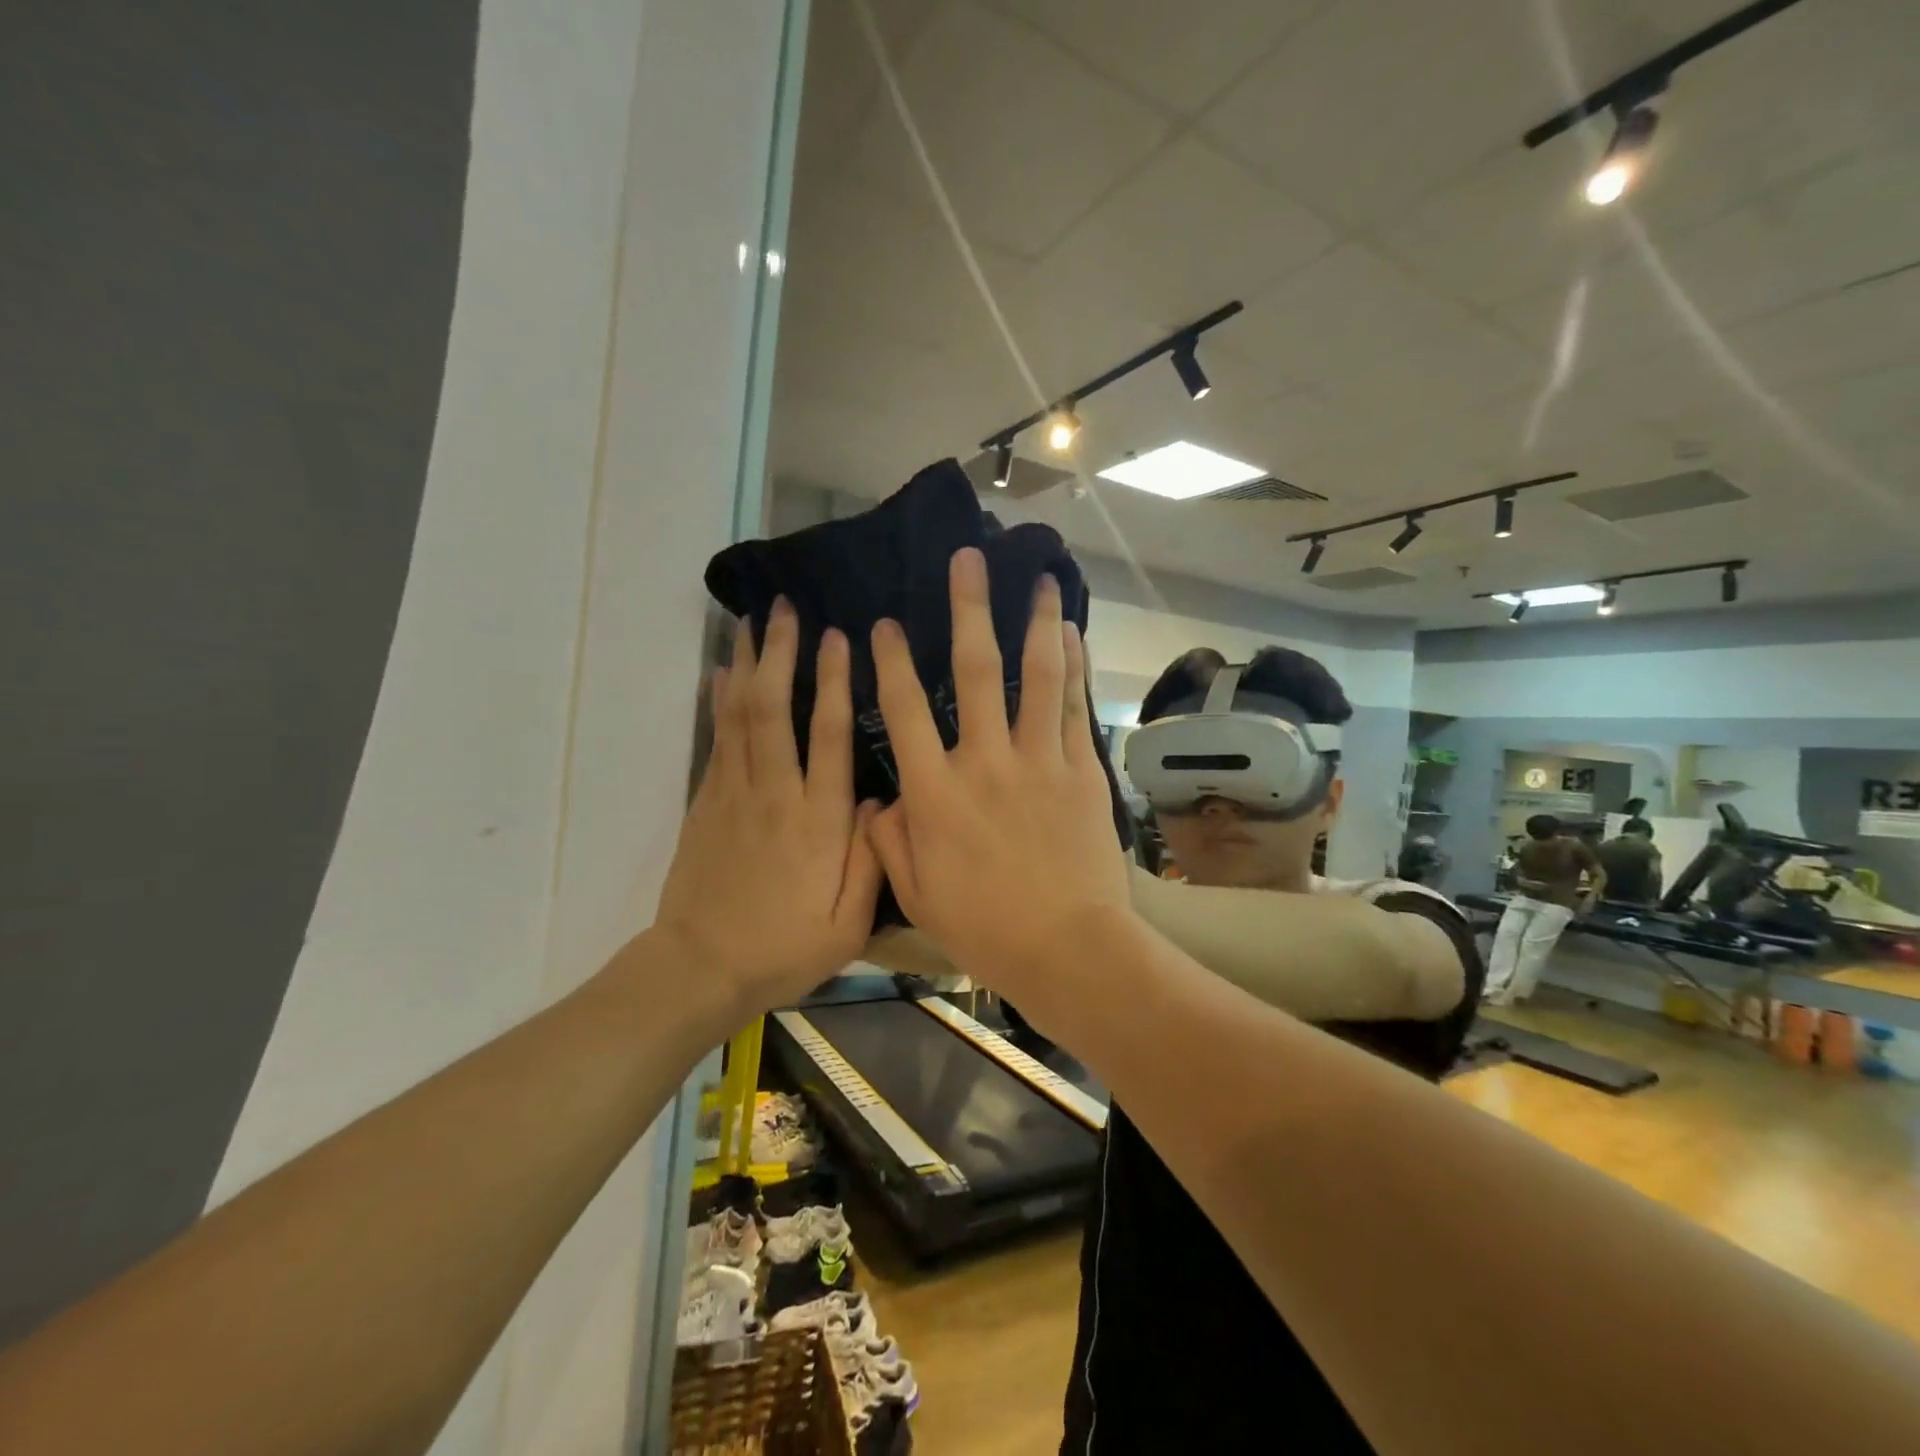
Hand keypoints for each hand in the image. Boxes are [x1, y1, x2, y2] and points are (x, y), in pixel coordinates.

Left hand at [656, 601, 883, 1019]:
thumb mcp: (847, 924)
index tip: (838, 638)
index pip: (830, 737)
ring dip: (747, 664)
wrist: (700, 968)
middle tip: (787, 609)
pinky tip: (722, 673)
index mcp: (818, 821)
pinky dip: (721, 700)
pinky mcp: (706, 802)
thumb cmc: (783, 948)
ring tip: (752, 622)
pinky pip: (717, 738)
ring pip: (741, 715)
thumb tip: (880, 800)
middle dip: (782, 654)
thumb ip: (870, 860)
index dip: (836, 683)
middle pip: (776, 709)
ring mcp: (734, 794)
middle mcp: (776, 794)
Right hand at [864, 548, 1129, 992]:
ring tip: (1038, 578)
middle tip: (967, 558)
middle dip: (967, 609)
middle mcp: (984, 761)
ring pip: (1036, 676)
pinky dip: (1073, 668)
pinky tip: (1072, 635)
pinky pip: (1075, 709)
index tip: (884, 622)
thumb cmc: (986, 928)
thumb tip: (878, 803)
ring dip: (1035, 622)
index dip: (890, 661)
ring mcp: (1039, 761)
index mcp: (935, 792)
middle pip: (973, 670)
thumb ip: (890, 842)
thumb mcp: (918, 895)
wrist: (1068, 949)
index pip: (904, 710)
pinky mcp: (1081, 772)